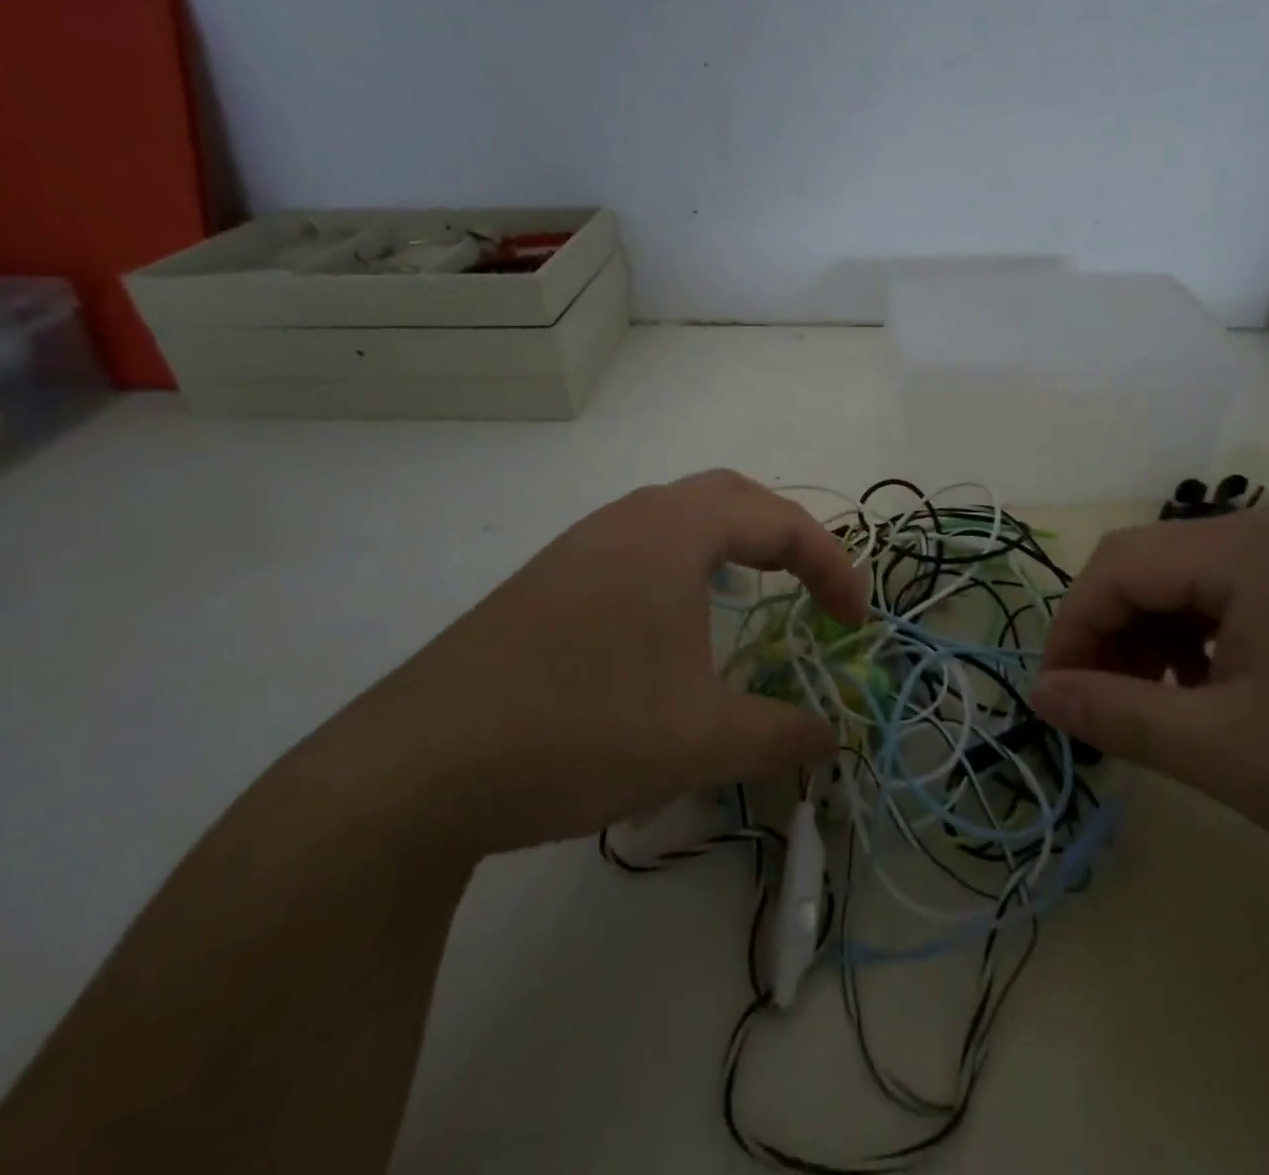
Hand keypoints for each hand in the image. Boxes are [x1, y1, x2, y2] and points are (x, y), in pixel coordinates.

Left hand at [337, 470, 866, 856]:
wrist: (415, 770)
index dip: (832, 565)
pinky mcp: (547, 583)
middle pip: (728, 498)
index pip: (778, 521)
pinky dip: (682, 570)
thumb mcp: (699, 740)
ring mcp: (578, 548)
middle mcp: (626, 521)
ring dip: (729, 548)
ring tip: (752, 601)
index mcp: (671, 533)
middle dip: (785, 538)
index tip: (853, 622)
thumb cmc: (580, 731)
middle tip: (812, 590)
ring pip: (677, 519)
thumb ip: (780, 736)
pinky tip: (674, 631)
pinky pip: (637, 550)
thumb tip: (832, 740)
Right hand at [1031, 504, 1268, 898]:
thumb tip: (1038, 693)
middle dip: (1106, 633)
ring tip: (1149, 704)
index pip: (1116, 568)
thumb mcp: (1227, 753)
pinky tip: (1201, 690)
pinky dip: (1189, 639)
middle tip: (1098, 706)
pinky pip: (1221, 597)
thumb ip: (1118, 715)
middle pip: (1144, 566)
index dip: (1071, 630)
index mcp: (1244, 550)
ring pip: (1178, 581)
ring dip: (1144, 637)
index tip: (1055, 697)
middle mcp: (1266, 532)